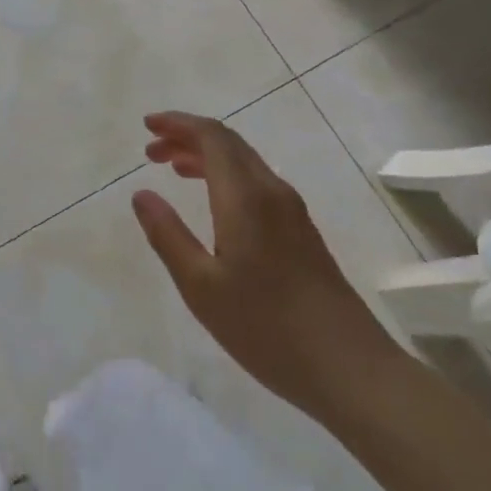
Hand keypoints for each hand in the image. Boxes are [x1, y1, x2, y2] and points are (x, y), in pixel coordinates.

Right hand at [132, 111, 402, 424]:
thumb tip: (141, 194)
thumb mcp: (201, 286)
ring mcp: (291, 210)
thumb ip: (167, 235)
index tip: (147, 125)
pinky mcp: (302, 230)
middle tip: (151, 150)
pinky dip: (226, 176)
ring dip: (207, 156)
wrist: (349, 367)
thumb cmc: (265, 327)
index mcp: (245, 196)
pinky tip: (213, 203)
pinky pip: (257, 181)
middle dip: (187, 136)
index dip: (177, 123)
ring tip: (173, 168)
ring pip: (244, 161)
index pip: (211, 136)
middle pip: (228, 143)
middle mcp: (271, 190)